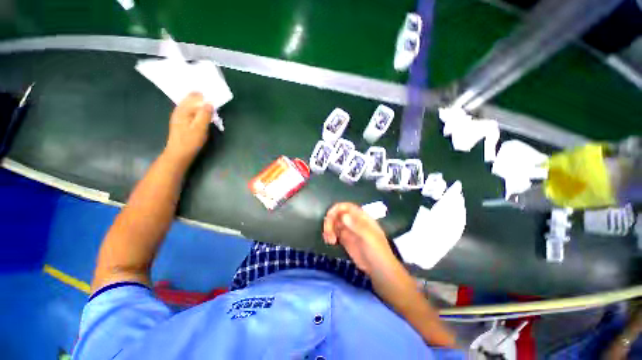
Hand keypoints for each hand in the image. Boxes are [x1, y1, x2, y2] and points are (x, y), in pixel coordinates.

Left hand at [164, 92, 213, 164]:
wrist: (179, 154)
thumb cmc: (190, 141)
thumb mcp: (200, 128)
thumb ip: (205, 115)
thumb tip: (210, 103)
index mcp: (183, 110)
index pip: (194, 96)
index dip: (204, 94)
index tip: (215, 93)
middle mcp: (180, 110)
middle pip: (192, 99)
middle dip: (202, 97)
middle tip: (215, 97)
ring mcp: (180, 116)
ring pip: (192, 105)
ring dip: (201, 104)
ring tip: (211, 104)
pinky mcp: (183, 122)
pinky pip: (192, 111)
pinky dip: (199, 110)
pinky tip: (205, 114)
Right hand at [323, 203, 397, 274]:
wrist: (380, 271)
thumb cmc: (378, 252)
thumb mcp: (369, 238)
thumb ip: (357, 226)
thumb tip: (344, 216)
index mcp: (361, 217)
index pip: (346, 207)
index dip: (336, 209)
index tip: (329, 217)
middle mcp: (354, 221)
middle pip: (338, 214)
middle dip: (330, 221)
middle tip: (328, 233)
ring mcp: (349, 230)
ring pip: (334, 223)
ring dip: (329, 228)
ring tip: (329, 240)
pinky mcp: (345, 240)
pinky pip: (334, 232)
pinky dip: (329, 234)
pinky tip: (330, 242)